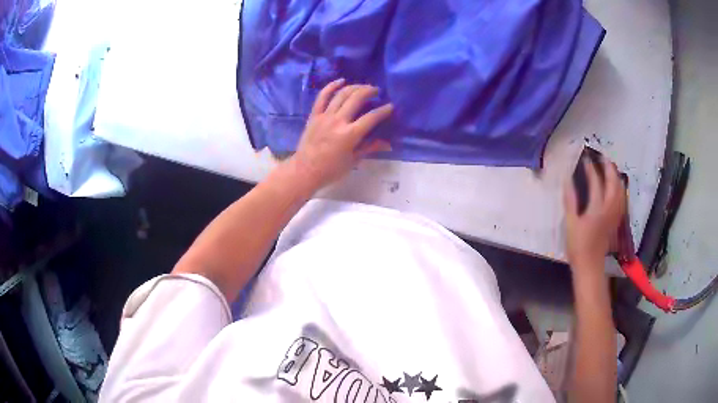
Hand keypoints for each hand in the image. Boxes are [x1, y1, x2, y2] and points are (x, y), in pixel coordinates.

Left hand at [287, 79, 393, 190]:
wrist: (305, 171)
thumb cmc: (331, 170)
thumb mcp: (353, 161)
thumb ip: (370, 148)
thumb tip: (388, 144)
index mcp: (350, 135)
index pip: (371, 117)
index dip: (383, 111)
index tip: (390, 106)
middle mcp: (338, 121)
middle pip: (356, 98)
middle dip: (369, 91)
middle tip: (376, 91)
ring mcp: (325, 116)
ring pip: (342, 94)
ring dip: (355, 87)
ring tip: (363, 87)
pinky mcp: (314, 115)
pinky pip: (322, 96)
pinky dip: (331, 86)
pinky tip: (341, 81)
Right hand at [564, 157, 626, 270]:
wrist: (590, 266)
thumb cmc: (578, 246)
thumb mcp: (571, 224)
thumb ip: (570, 201)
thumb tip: (567, 180)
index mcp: (597, 208)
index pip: (596, 183)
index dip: (591, 169)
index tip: (585, 158)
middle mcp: (609, 209)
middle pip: (613, 184)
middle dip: (609, 169)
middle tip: (603, 158)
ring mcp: (614, 215)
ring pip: (620, 191)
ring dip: (616, 177)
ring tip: (611, 169)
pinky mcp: (616, 221)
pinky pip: (621, 200)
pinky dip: (620, 190)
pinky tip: (617, 188)